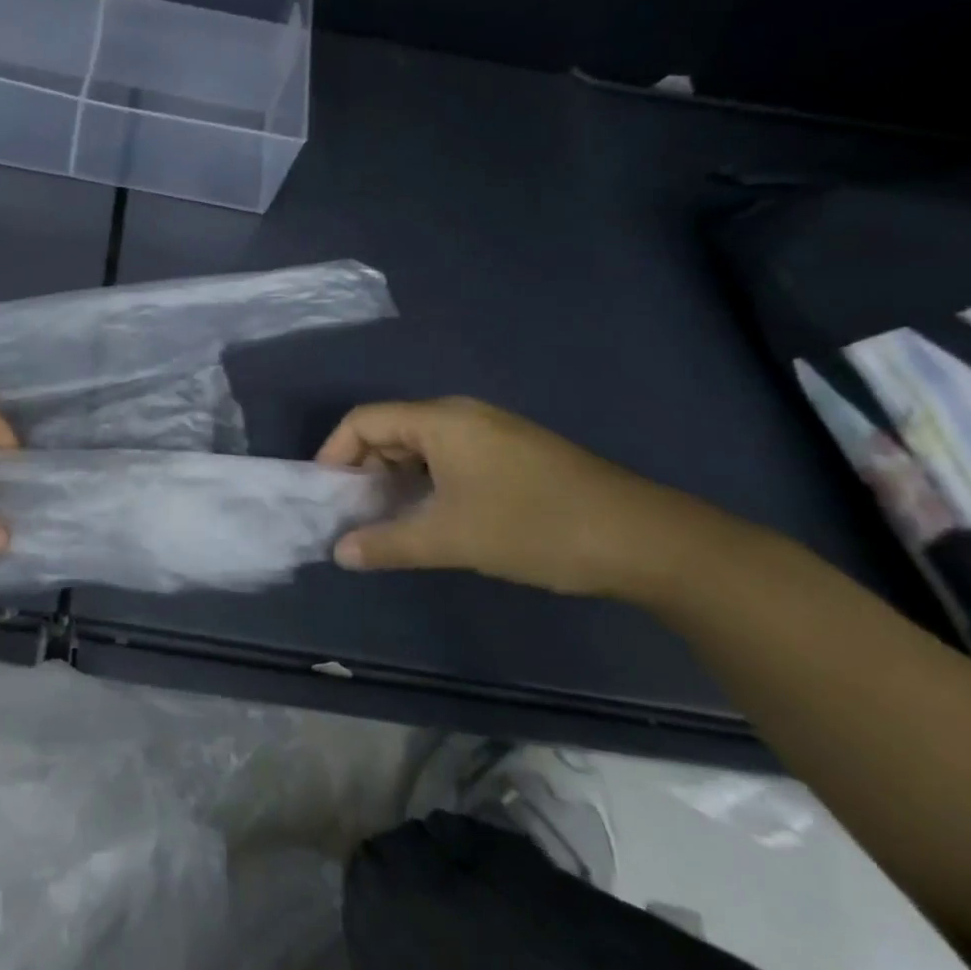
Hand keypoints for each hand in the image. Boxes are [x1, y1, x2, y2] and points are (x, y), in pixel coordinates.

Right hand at [316, 398, 760, 600]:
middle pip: (390, 431)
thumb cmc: (534, 526)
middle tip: (354, 516)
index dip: (334, 453)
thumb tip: (339, 553)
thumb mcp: (452, 538)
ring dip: (395, 482)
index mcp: (441, 420)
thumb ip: (388, 543)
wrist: (644, 540)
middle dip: (364, 471)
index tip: (326, 495)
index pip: (364, 420)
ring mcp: (491, 434)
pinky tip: (431, 519)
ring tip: (387, 523)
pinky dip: (426, 485)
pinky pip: (450, 460)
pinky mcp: (513, 456)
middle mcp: (462, 416)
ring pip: (421, 448)